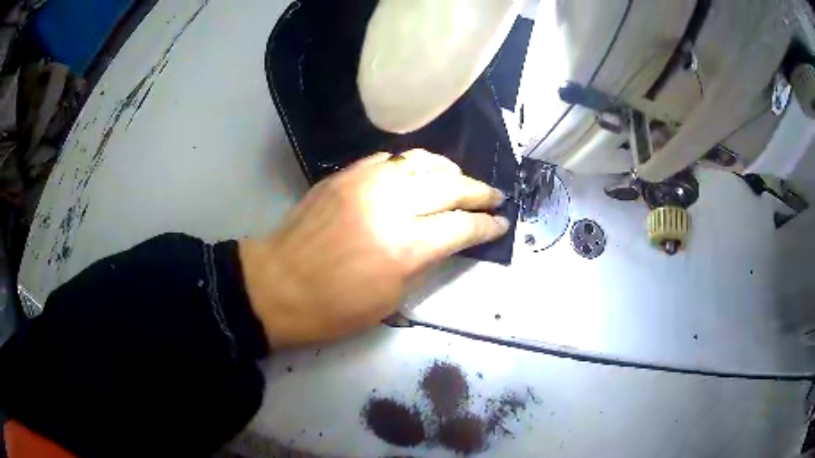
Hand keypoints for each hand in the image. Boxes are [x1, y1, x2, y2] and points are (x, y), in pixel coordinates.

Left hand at [239, 149, 507, 346]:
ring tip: (460, 180)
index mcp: (406, 246)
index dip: (487, 225)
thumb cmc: (334, 307)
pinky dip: (411, 165)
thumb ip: (426, 261)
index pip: (462, 226)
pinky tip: (416, 174)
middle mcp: (391, 204)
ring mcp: (366, 182)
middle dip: (479, 192)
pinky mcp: (345, 174)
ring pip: (422, 161)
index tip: (501, 223)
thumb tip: (447, 239)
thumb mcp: (391, 298)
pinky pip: (389, 159)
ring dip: (449, 170)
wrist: (278, 283)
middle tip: (494, 196)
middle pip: (450, 186)